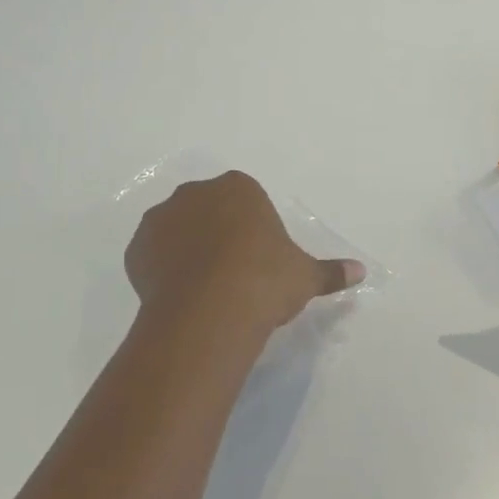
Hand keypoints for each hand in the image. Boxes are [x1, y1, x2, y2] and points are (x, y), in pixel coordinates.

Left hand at [125, 172, 364, 340]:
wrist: (210, 310)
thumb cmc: (265, 281)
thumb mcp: (305, 276)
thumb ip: (330, 271)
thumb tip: (361, 272)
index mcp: (238, 188)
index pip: (245, 200)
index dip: (252, 230)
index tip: (258, 260)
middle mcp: (195, 194)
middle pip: (208, 210)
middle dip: (217, 234)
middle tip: (231, 274)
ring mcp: (161, 218)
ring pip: (177, 230)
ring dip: (187, 249)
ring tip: (203, 289)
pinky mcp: (137, 248)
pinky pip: (152, 254)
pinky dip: (162, 269)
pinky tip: (180, 296)